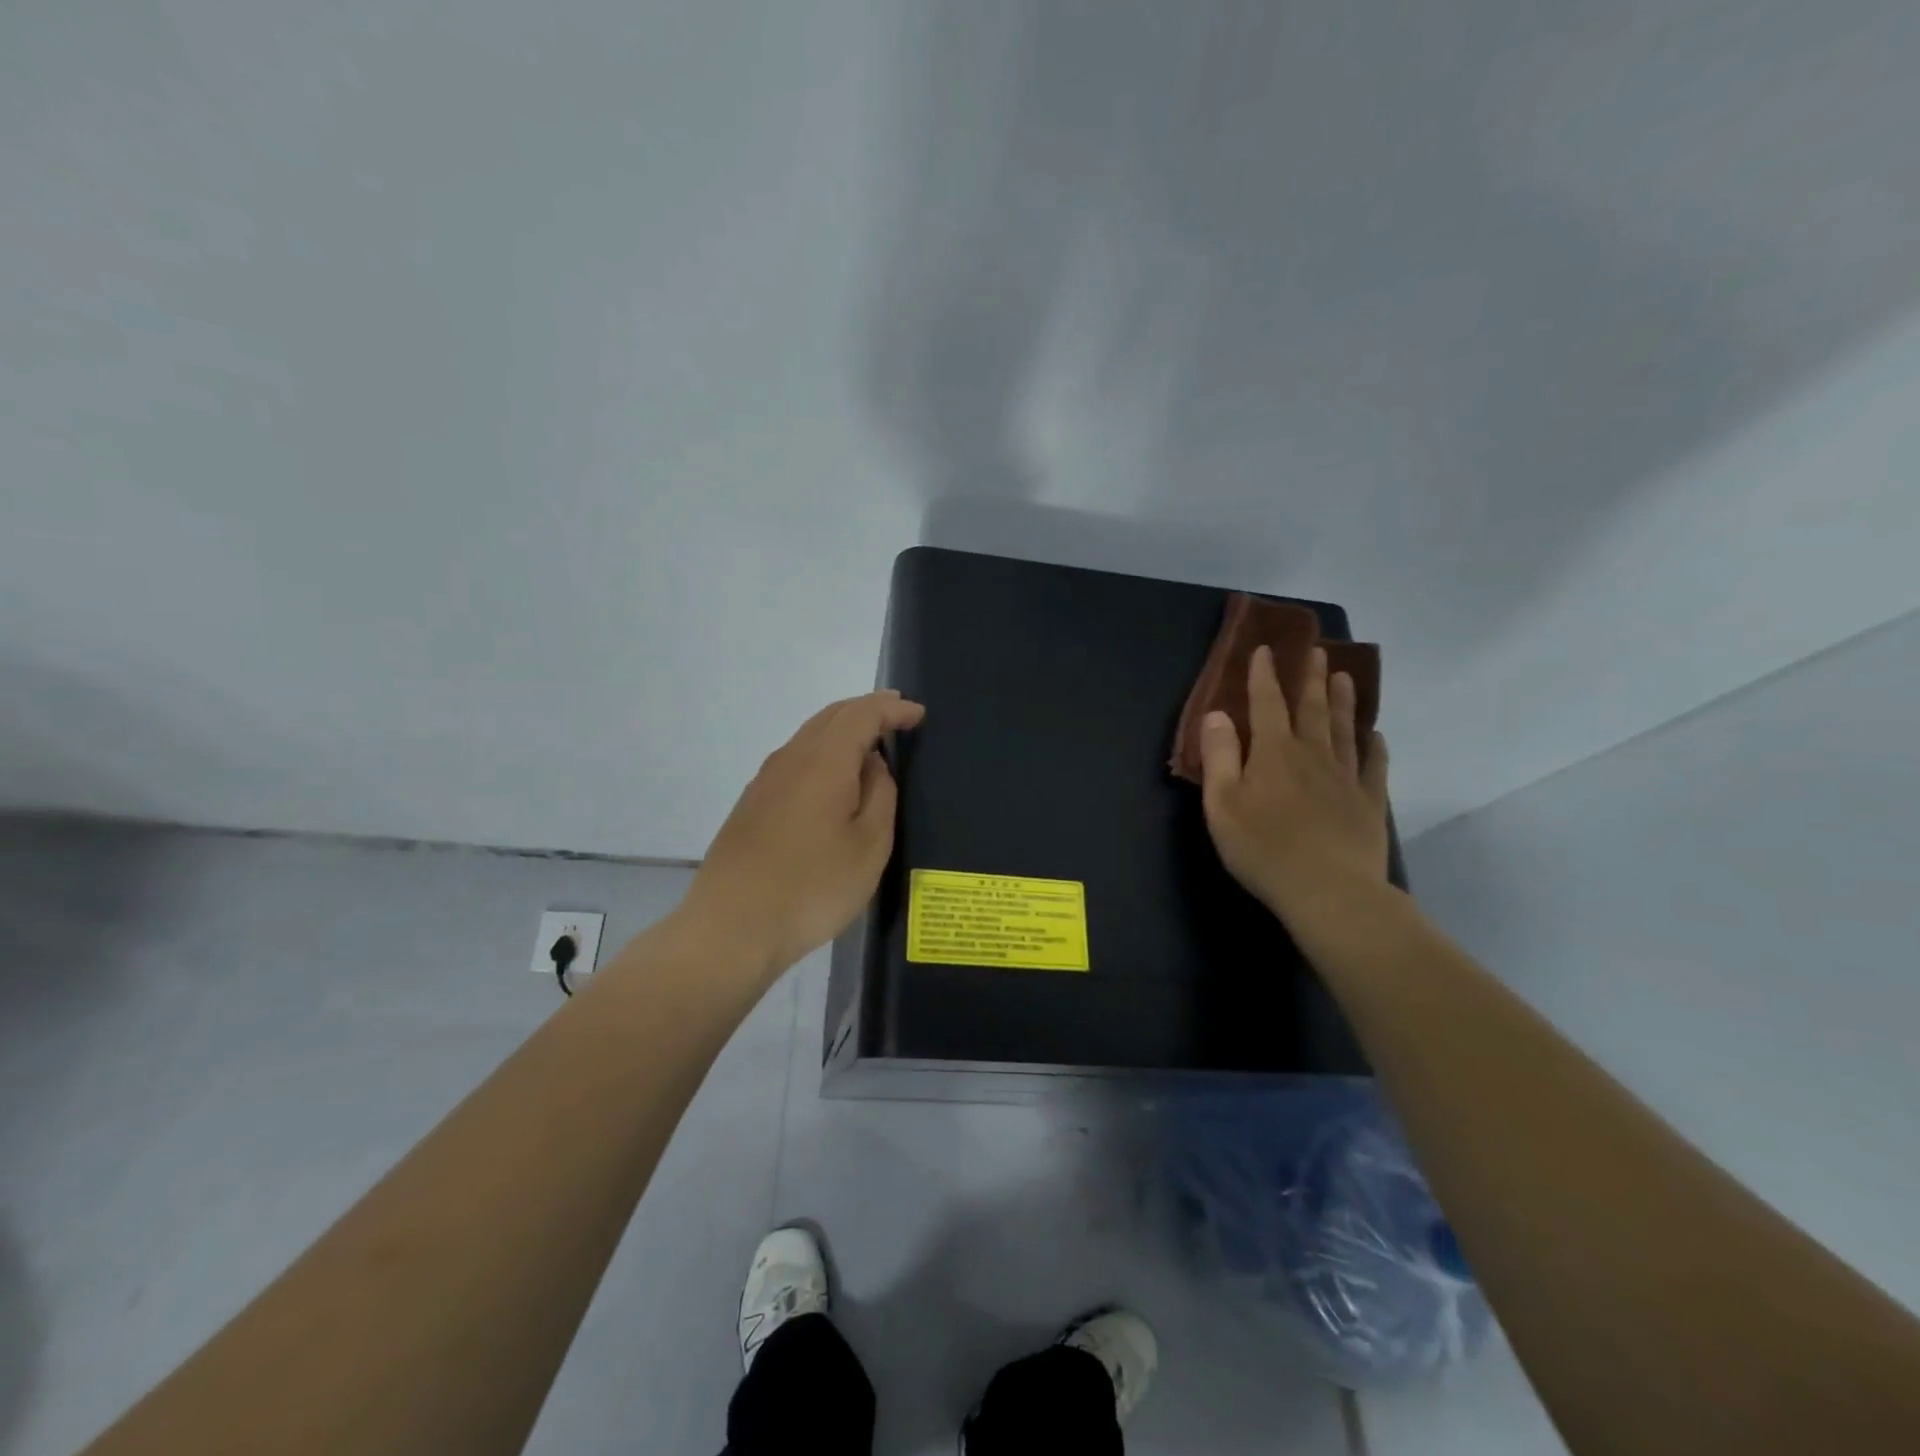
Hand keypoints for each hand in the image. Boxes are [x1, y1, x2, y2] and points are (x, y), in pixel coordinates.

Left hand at [682, 690, 925, 980]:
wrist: (732, 928)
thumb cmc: (813, 888)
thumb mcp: (869, 845)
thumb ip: (880, 795)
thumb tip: (872, 765)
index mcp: (823, 761)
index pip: (861, 714)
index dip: (892, 708)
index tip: (919, 714)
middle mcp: (790, 759)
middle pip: (830, 716)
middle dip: (866, 710)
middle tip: (897, 715)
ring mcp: (764, 782)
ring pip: (808, 737)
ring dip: (842, 731)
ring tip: (870, 744)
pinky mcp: (751, 805)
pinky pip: (795, 761)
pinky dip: (822, 754)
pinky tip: (832, 780)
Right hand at [1199, 644, 1390, 923]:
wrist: (1329, 891)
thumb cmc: (1263, 848)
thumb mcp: (1222, 804)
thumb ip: (1218, 757)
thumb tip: (1216, 715)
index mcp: (1273, 753)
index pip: (1266, 704)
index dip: (1263, 675)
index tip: (1265, 649)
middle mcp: (1312, 755)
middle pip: (1312, 708)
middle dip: (1310, 678)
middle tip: (1316, 651)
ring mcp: (1346, 777)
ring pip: (1344, 729)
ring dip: (1343, 701)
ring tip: (1345, 676)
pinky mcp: (1369, 803)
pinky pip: (1374, 765)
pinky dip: (1374, 747)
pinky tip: (1375, 736)